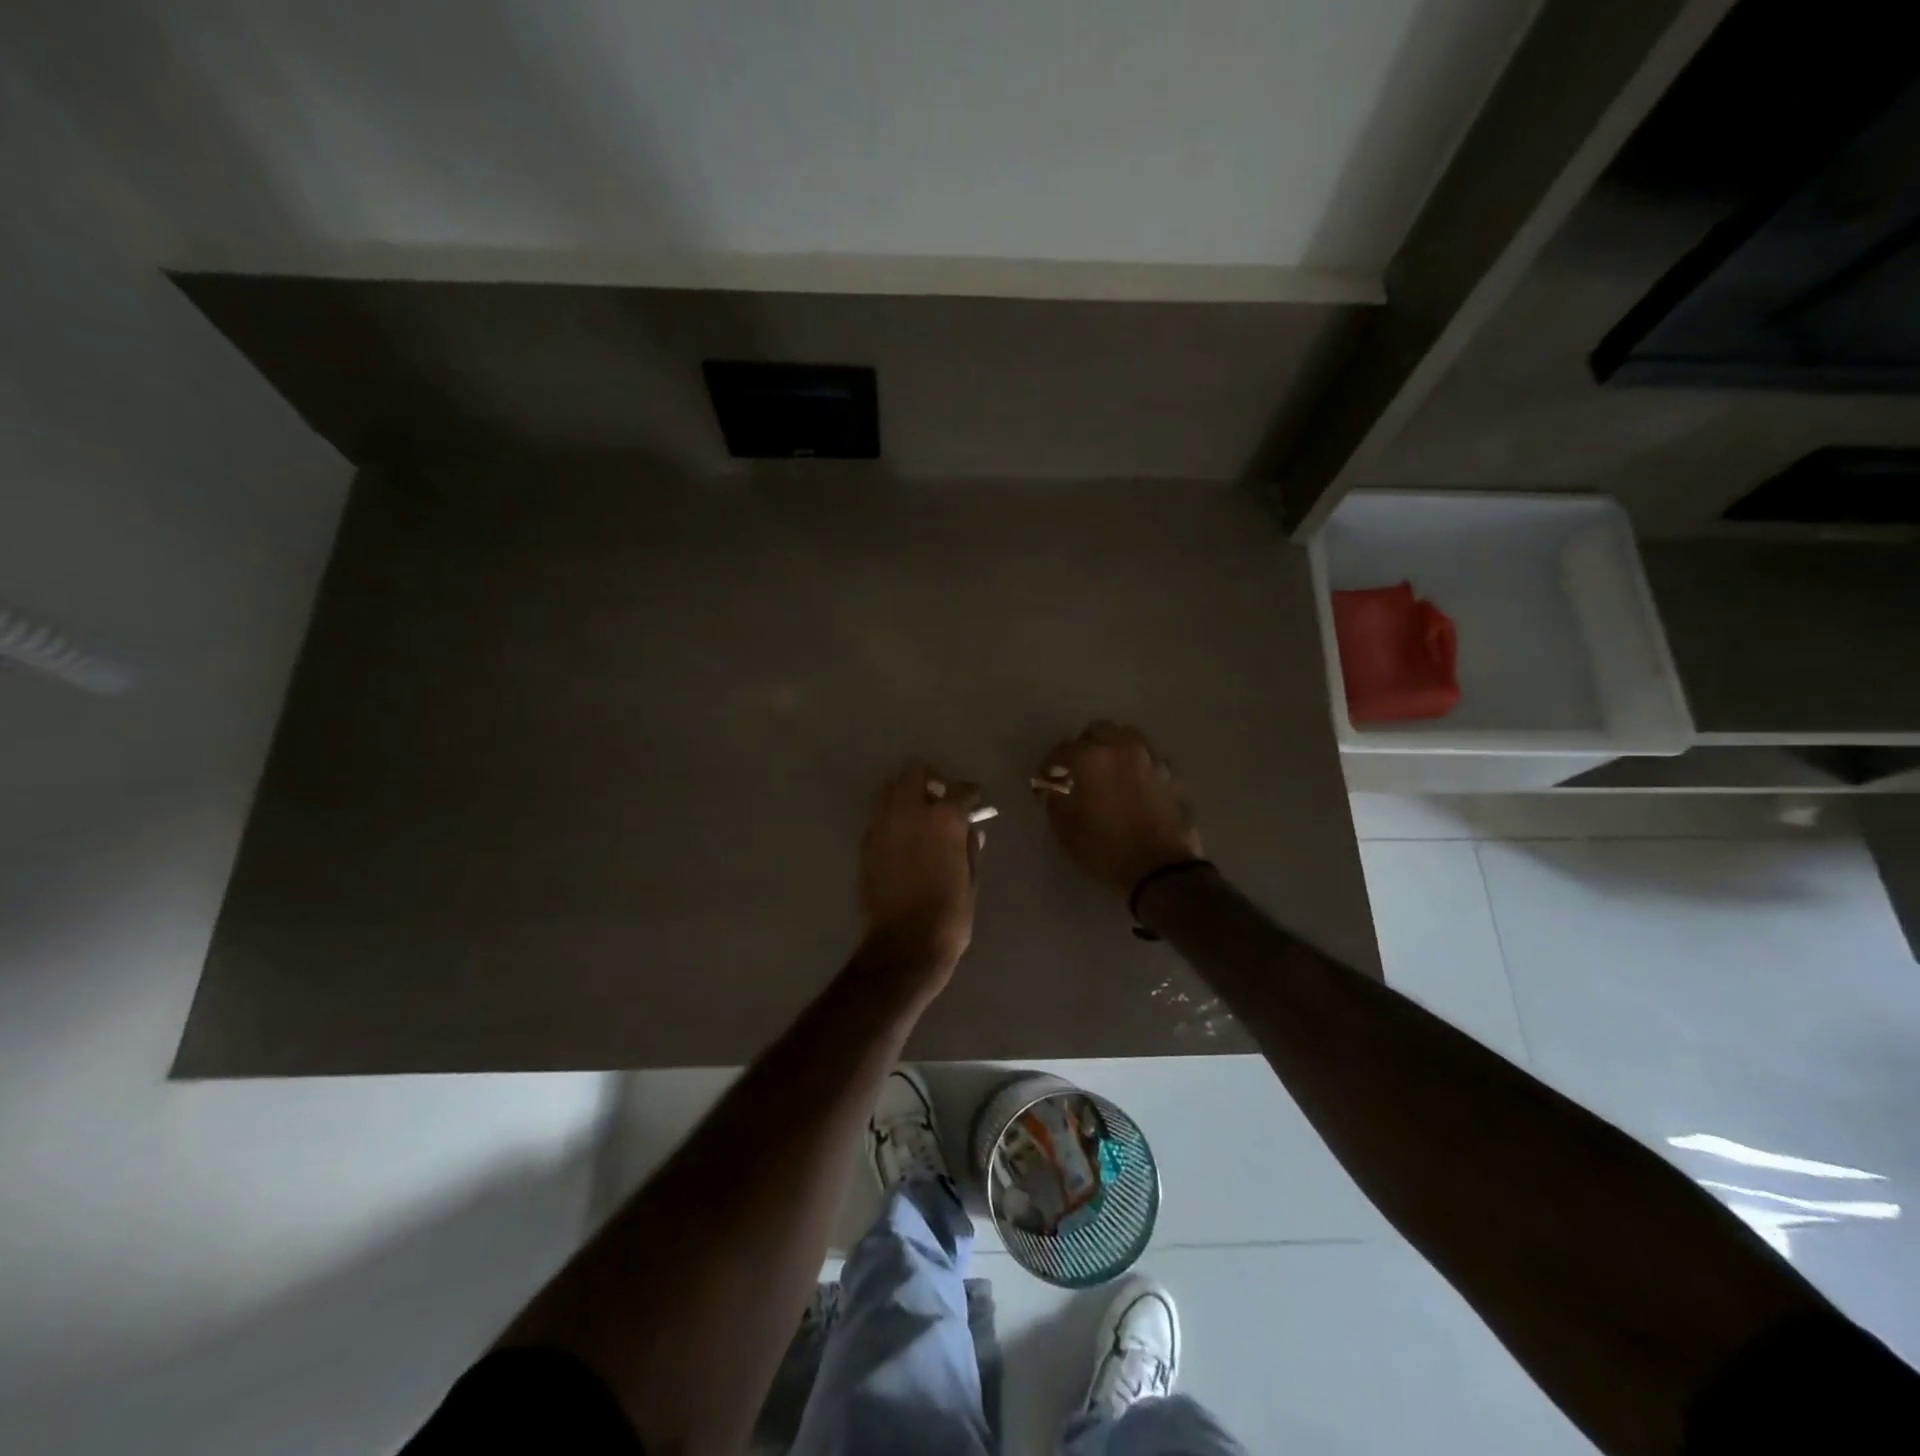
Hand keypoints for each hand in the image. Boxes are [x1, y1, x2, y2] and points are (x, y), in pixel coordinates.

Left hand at [859, 761, 982, 975]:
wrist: (905, 944)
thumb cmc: (949, 914)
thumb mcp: (970, 879)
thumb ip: (968, 847)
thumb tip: (969, 830)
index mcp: (943, 818)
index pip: (959, 790)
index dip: (969, 793)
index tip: (974, 799)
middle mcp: (909, 812)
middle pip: (915, 773)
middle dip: (930, 780)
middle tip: (941, 799)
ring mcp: (883, 826)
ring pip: (889, 789)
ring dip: (905, 793)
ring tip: (918, 813)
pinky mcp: (866, 844)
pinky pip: (879, 816)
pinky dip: (891, 817)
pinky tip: (902, 836)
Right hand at [1035, 722, 1201, 897]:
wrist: (1161, 869)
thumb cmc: (1105, 850)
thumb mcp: (1065, 830)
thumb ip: (1055, 800)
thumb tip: (1054, 787)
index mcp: (1090, 758)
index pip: (1061, 750)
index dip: (1049, 767)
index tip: (1045, 783)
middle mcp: (1121, 748)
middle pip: (1097, 731)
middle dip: (1083, 747)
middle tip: (1077, 771)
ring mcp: (1150, 758)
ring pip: (1126, 737)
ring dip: (1112, 749)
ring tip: (1107, 772)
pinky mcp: (1170, 774)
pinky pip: (1146, 758)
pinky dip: (1135, 765)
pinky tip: (1131, 786)